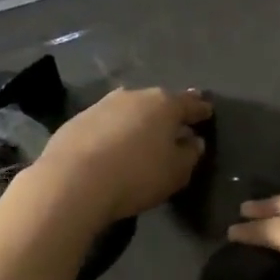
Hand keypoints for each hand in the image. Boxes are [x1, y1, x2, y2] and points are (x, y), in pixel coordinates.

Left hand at [31, 86, 210, 225]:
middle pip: (158, 102)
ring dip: (138, 120)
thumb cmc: (136, 176)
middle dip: (168, 112)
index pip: (190, 103)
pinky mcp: (77, 120)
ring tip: (142, 136)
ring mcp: (102, 105)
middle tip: (175, 125)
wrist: (72, 182)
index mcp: (165, 104)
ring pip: (130, 109)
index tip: (207, 112)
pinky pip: (105, 123)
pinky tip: (112, 147)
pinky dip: (114, 131)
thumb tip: (193, 141)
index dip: (201, 109)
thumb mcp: (176, 172)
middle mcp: (134, 96)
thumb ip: (190, 154)